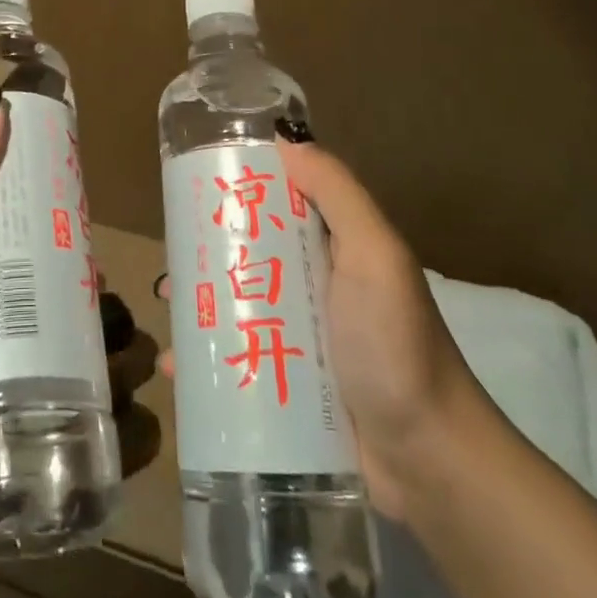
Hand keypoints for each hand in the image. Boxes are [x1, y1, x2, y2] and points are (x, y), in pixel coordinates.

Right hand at [160, 134, 482, 517]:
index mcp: (332, 244)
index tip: (189, 185)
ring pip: (238, 304)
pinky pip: (239, 358)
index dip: (236, 189)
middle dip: (205, 252)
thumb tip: (285, 138)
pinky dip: (206, 358)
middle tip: (169, 256)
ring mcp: (300, 335)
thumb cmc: (396, 344)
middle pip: (248, 254)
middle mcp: (314, 283)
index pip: (277, 201)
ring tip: (165, 307)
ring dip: (199, 302)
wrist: (431, 460)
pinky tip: (175, 366)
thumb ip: (337, 193)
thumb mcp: (374, 255)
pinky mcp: (289, 382)